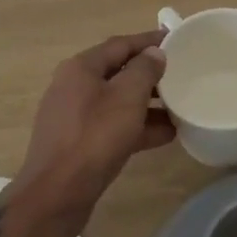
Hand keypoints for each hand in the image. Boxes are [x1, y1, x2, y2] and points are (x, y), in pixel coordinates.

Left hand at [7, 31, 173, 236]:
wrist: (55, 197)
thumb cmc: (93, 138)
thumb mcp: (126, 98)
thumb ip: (144, 71)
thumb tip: (154, 54)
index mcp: (81, 68)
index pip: (120, 44)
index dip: (149, 41)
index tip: (176, 39)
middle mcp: (74, 86)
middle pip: (118, 72)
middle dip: (150, 75)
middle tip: (182, 75)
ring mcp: (74, 116)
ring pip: (117, 101)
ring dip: (148, 104)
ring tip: (180, 107)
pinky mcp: (79, 143)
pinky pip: (113, 126)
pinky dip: (137, 127)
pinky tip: (166, 135)